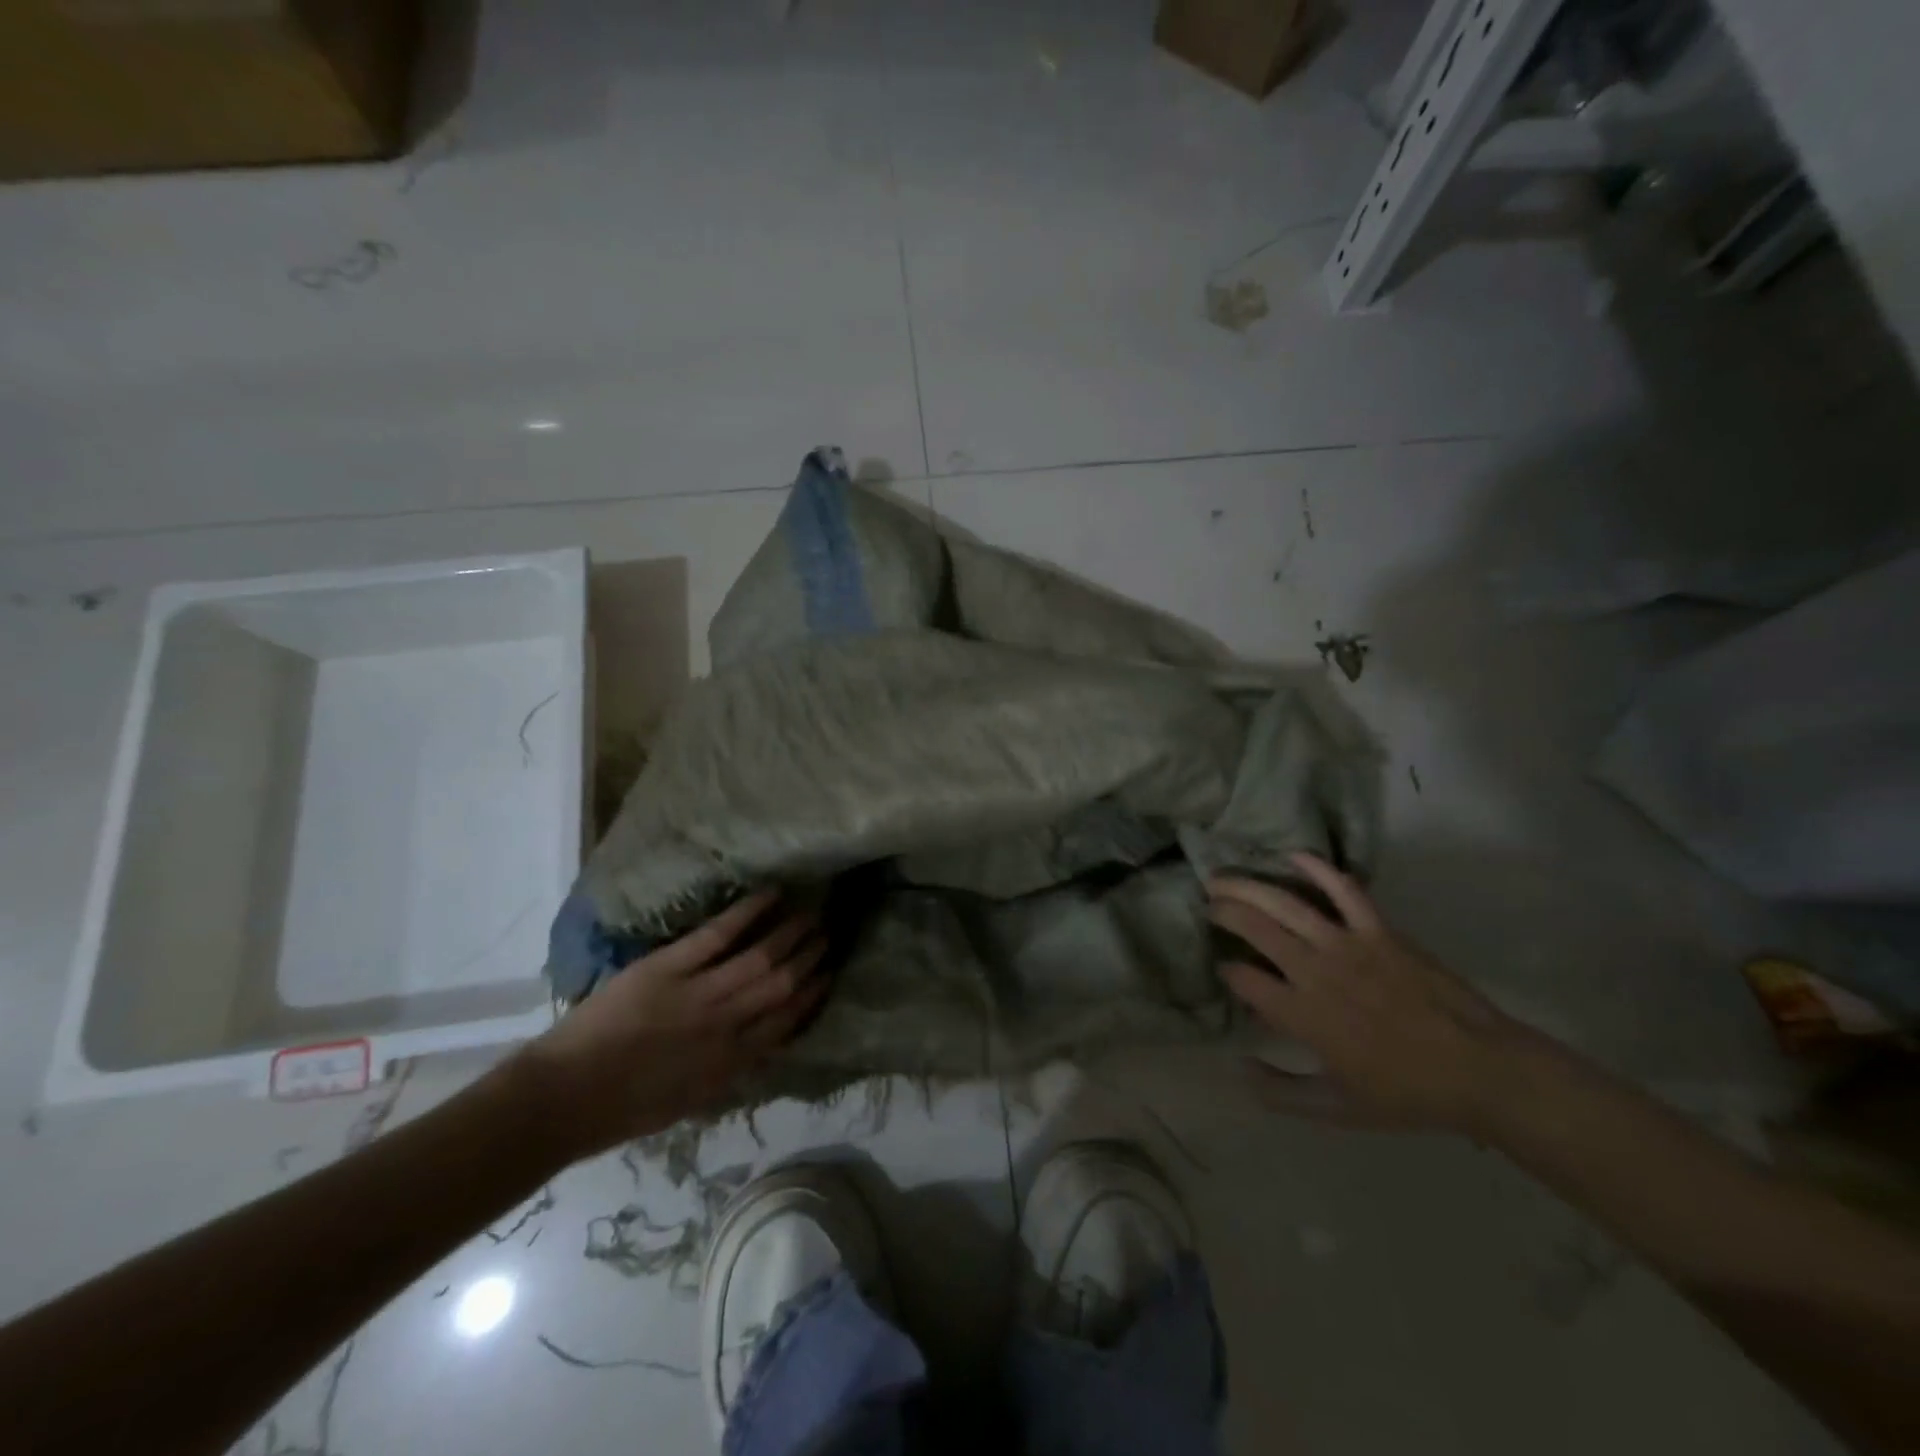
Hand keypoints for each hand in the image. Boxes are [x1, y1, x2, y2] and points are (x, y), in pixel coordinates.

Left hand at [516, 890, 826, 1155]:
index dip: (812, 995)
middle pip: (782, 983)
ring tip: (812, 913)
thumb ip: (728, 1072)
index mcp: (732, 1062)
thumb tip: (759, 1046)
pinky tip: (771, 894)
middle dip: (811, 958)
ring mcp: (700, 992)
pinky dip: (748, 911)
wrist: (565, 1098)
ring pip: (760, 956)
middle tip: (830, 934)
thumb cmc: (623, 1110)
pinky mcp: (670, 967)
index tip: (829, 975)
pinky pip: (719, 934)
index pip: (787, 1021)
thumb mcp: (689, 1102)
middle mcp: (727, 1024)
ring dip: (790, 933)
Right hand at [1210, 853, 1526, 1132]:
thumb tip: (1239, 1067)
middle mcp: (1316, 972)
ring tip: (1221, 878)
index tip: (1225, 971)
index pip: (1244, 979)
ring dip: (1247, 887)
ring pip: (1285, 904)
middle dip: (1224, 913)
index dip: (1227, 972)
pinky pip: (1344, 890)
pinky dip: (1317, 868)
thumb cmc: (1407, 1093)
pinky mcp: (1379, 930)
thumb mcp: (1337, 1109)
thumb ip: (1282, 1093)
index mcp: (1303, 1016)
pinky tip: (1292, 856)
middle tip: (1209, 905)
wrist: (1482, 1071)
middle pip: (1255, 929)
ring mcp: (1348, 945)